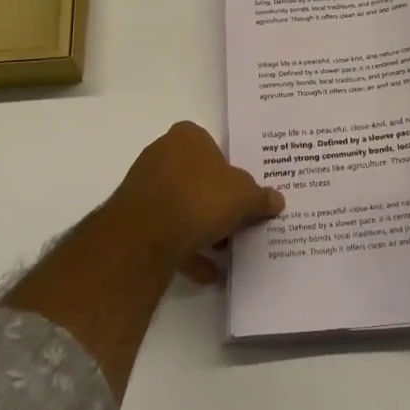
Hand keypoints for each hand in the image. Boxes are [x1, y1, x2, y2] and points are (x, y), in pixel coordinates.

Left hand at [108, 122, 284, 283]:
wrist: (146, 234)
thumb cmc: (200, 198)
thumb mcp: (244, 196)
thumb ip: (260, 197)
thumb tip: (277, 200)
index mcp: (188, 136)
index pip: (214, 147)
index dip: (231, 172)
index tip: (244, 195)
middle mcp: (162, 153)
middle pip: (197, 178)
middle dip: (216, 202)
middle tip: (238, 224)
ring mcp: (144, 185)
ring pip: (181, 206)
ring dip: (202, 229)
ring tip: (224, 253)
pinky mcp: (132, 217)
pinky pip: (166, 231)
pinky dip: (186, 250)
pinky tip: (206, 272)